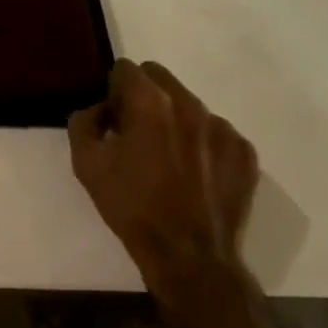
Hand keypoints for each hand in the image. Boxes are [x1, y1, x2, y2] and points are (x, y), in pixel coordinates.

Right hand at [68, 59, 258, 293]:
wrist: (189, 259)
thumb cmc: (133, 207)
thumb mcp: (86, 164)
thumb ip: (83, 122)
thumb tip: (99, 110)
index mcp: (149, 101)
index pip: (125, 68)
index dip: (113, 91)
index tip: (113, 120)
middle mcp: (188, 103)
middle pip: (159, 78)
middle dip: (144, 96)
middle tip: (137, 134)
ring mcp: (221, 127)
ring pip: (188, 104)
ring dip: (174, 119)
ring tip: (169, 159)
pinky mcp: (243, 152)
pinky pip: (215, 133)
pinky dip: (202, 144)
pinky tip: (195, 175)